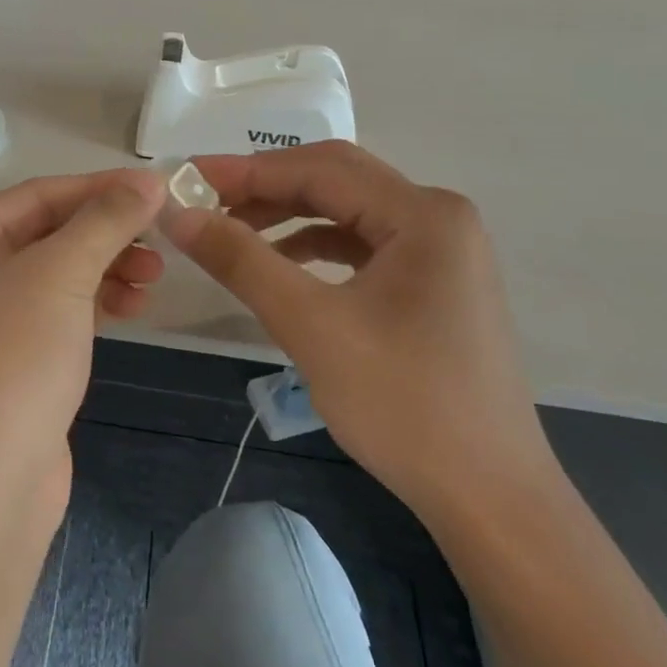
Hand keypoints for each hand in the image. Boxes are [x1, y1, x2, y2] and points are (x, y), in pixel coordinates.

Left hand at [0, 169, 166, 518]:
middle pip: (48, 232)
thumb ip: (106, 220)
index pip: (39, 194)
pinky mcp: (7, 358)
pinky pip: (56, 311)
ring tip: (152, 280)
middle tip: (161, 243)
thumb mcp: (60, 276)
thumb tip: (149, 180)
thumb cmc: (11, 361)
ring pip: (56, 272)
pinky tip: (131, 307)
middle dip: (106, 233)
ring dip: (106, 268)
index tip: (159, 191)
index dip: (101, 189)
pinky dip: (94, 302)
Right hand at [163, 143, 558, 520]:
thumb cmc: (403, 404)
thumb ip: (241, 260)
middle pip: (336, 180)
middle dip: (266, 187)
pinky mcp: (432, 283)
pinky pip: (362, 245)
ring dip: (287, 216)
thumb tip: (178, 214)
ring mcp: (440, 251)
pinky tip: (279, 264)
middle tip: (204, 201)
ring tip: (231, 231)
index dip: (246, 170)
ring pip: (347, 212)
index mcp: (423, 214)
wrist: (488, 496)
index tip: (187, 178)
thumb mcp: (311, 326)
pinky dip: (314, 246)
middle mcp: (438, 217)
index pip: (319, 170)